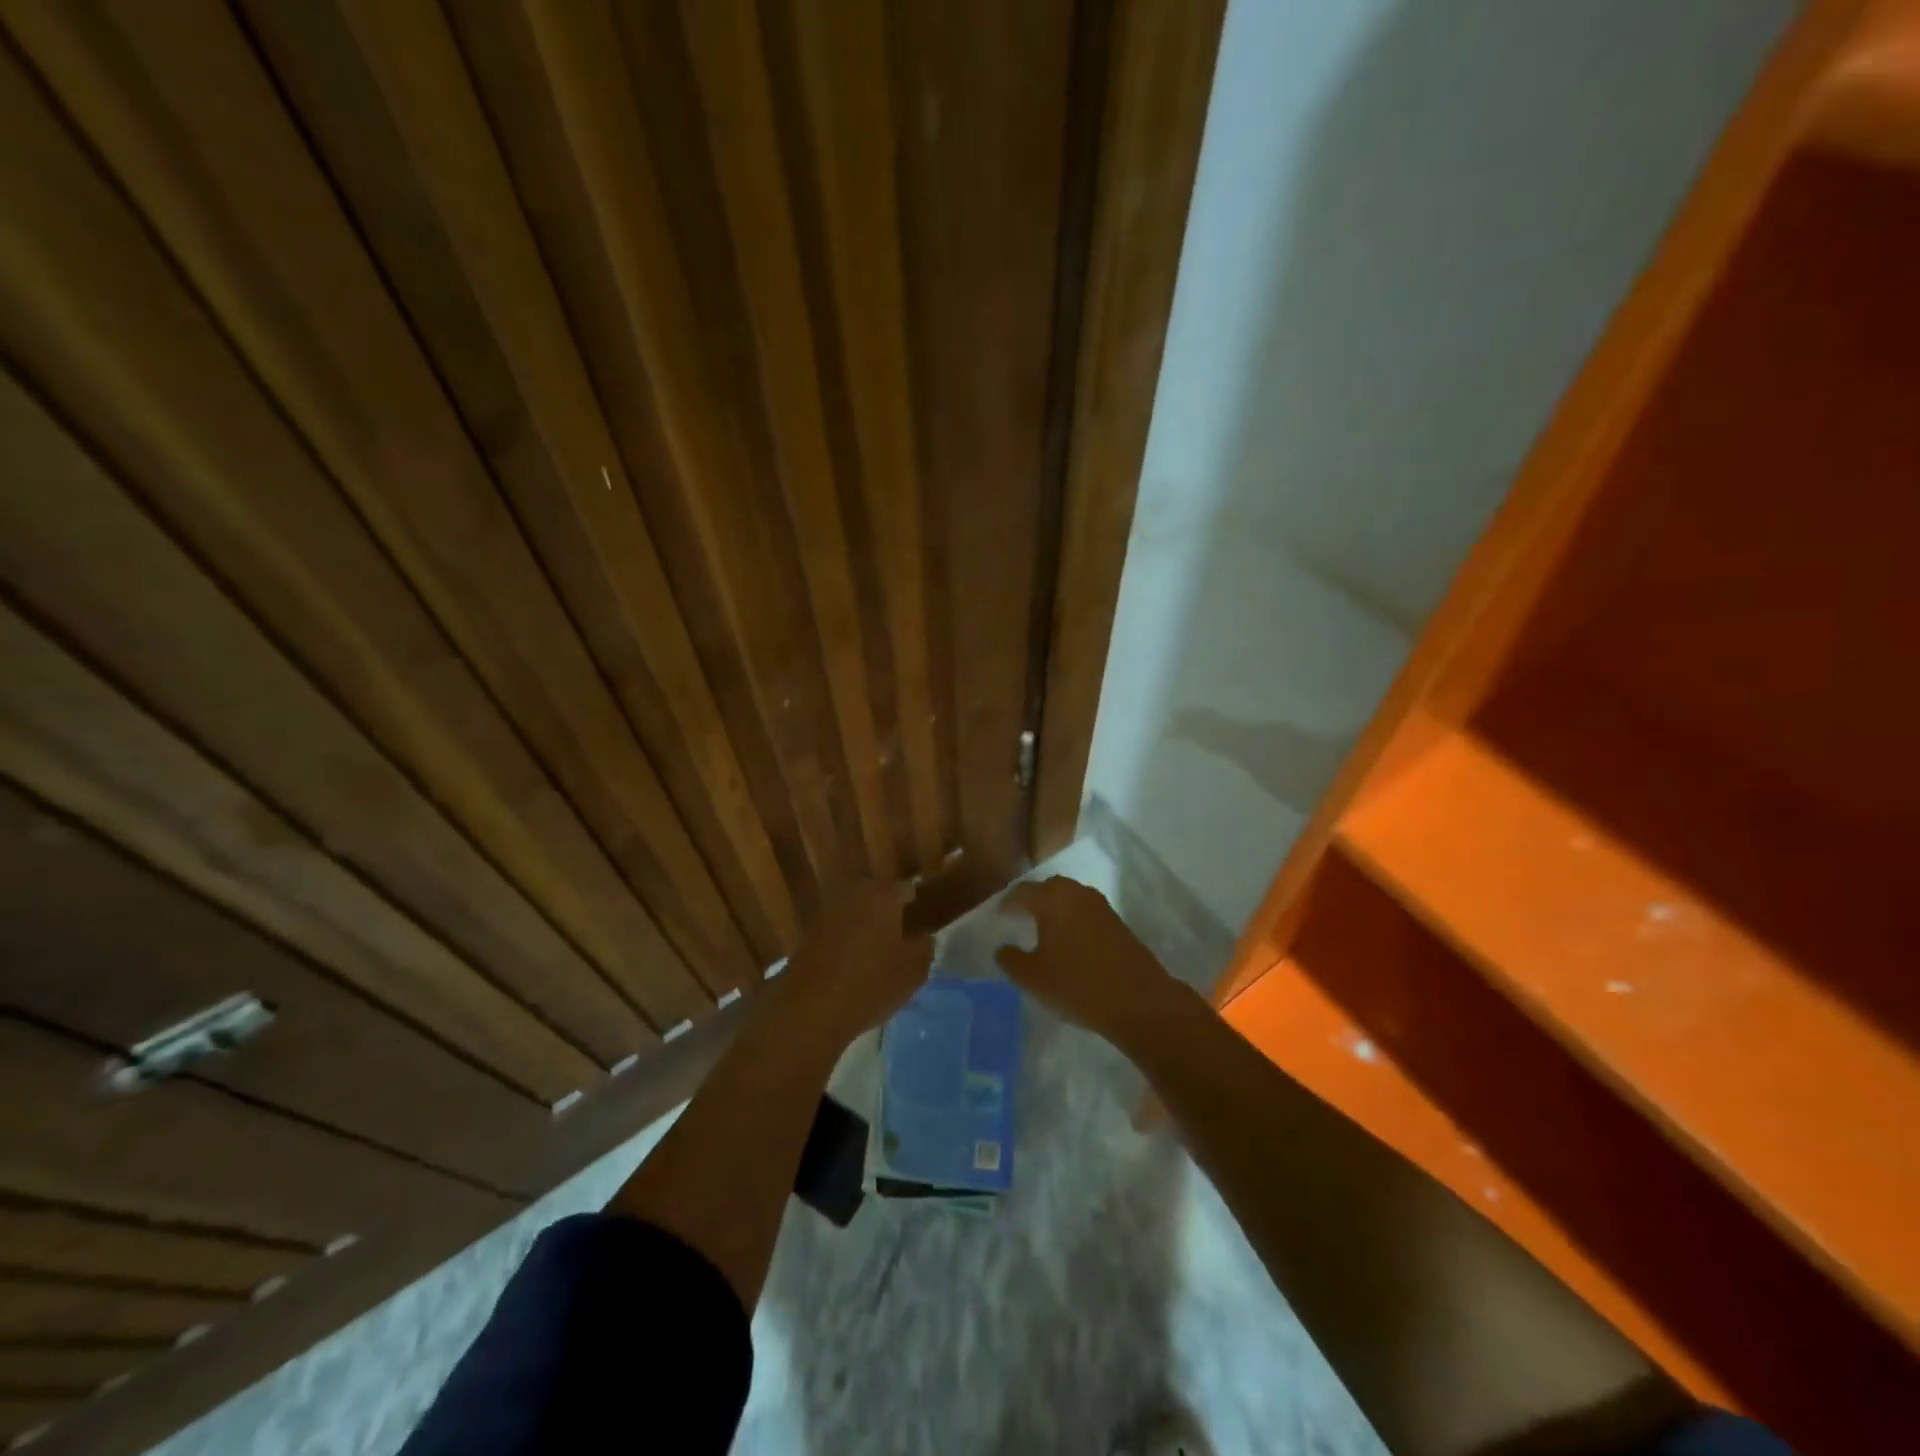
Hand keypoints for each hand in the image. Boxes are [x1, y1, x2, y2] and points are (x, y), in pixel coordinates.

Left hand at [779, 880, 933, 1048]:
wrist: (812, 1009)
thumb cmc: (871, 984)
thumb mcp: (914, 971)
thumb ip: (924, 948)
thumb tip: (922, 937)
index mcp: (882, 895)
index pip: (906, 889)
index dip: (916, 907)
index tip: (921, 926)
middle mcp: (854, 894)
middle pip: (878, 897)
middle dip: (889, 913)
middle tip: (900, 940)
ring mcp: (827, 912)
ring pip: (856, 912)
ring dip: (866, 926)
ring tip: (877, 954)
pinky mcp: (809, 932)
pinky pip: (837, 929)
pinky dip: (846, 940)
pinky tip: (852, 965)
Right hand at [994, 877, 1175, 1046]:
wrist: (1139, 1001)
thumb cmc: (1077, 985)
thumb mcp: (1033, 977)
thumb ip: (1011, 959)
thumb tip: (1003, 948)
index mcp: (1053, 898)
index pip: (1022, 892)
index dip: (1007, 904)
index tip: (998, 917)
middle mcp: (1077, 893)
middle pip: (1048, 889)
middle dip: (1032, 901)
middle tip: (1019, 919)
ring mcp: (1101, 906)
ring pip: (1070, 899)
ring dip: (1055, 911)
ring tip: (1042, 931)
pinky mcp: (1118, 923)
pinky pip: (1086, 913)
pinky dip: (1072, 921)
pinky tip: (1068, 943)